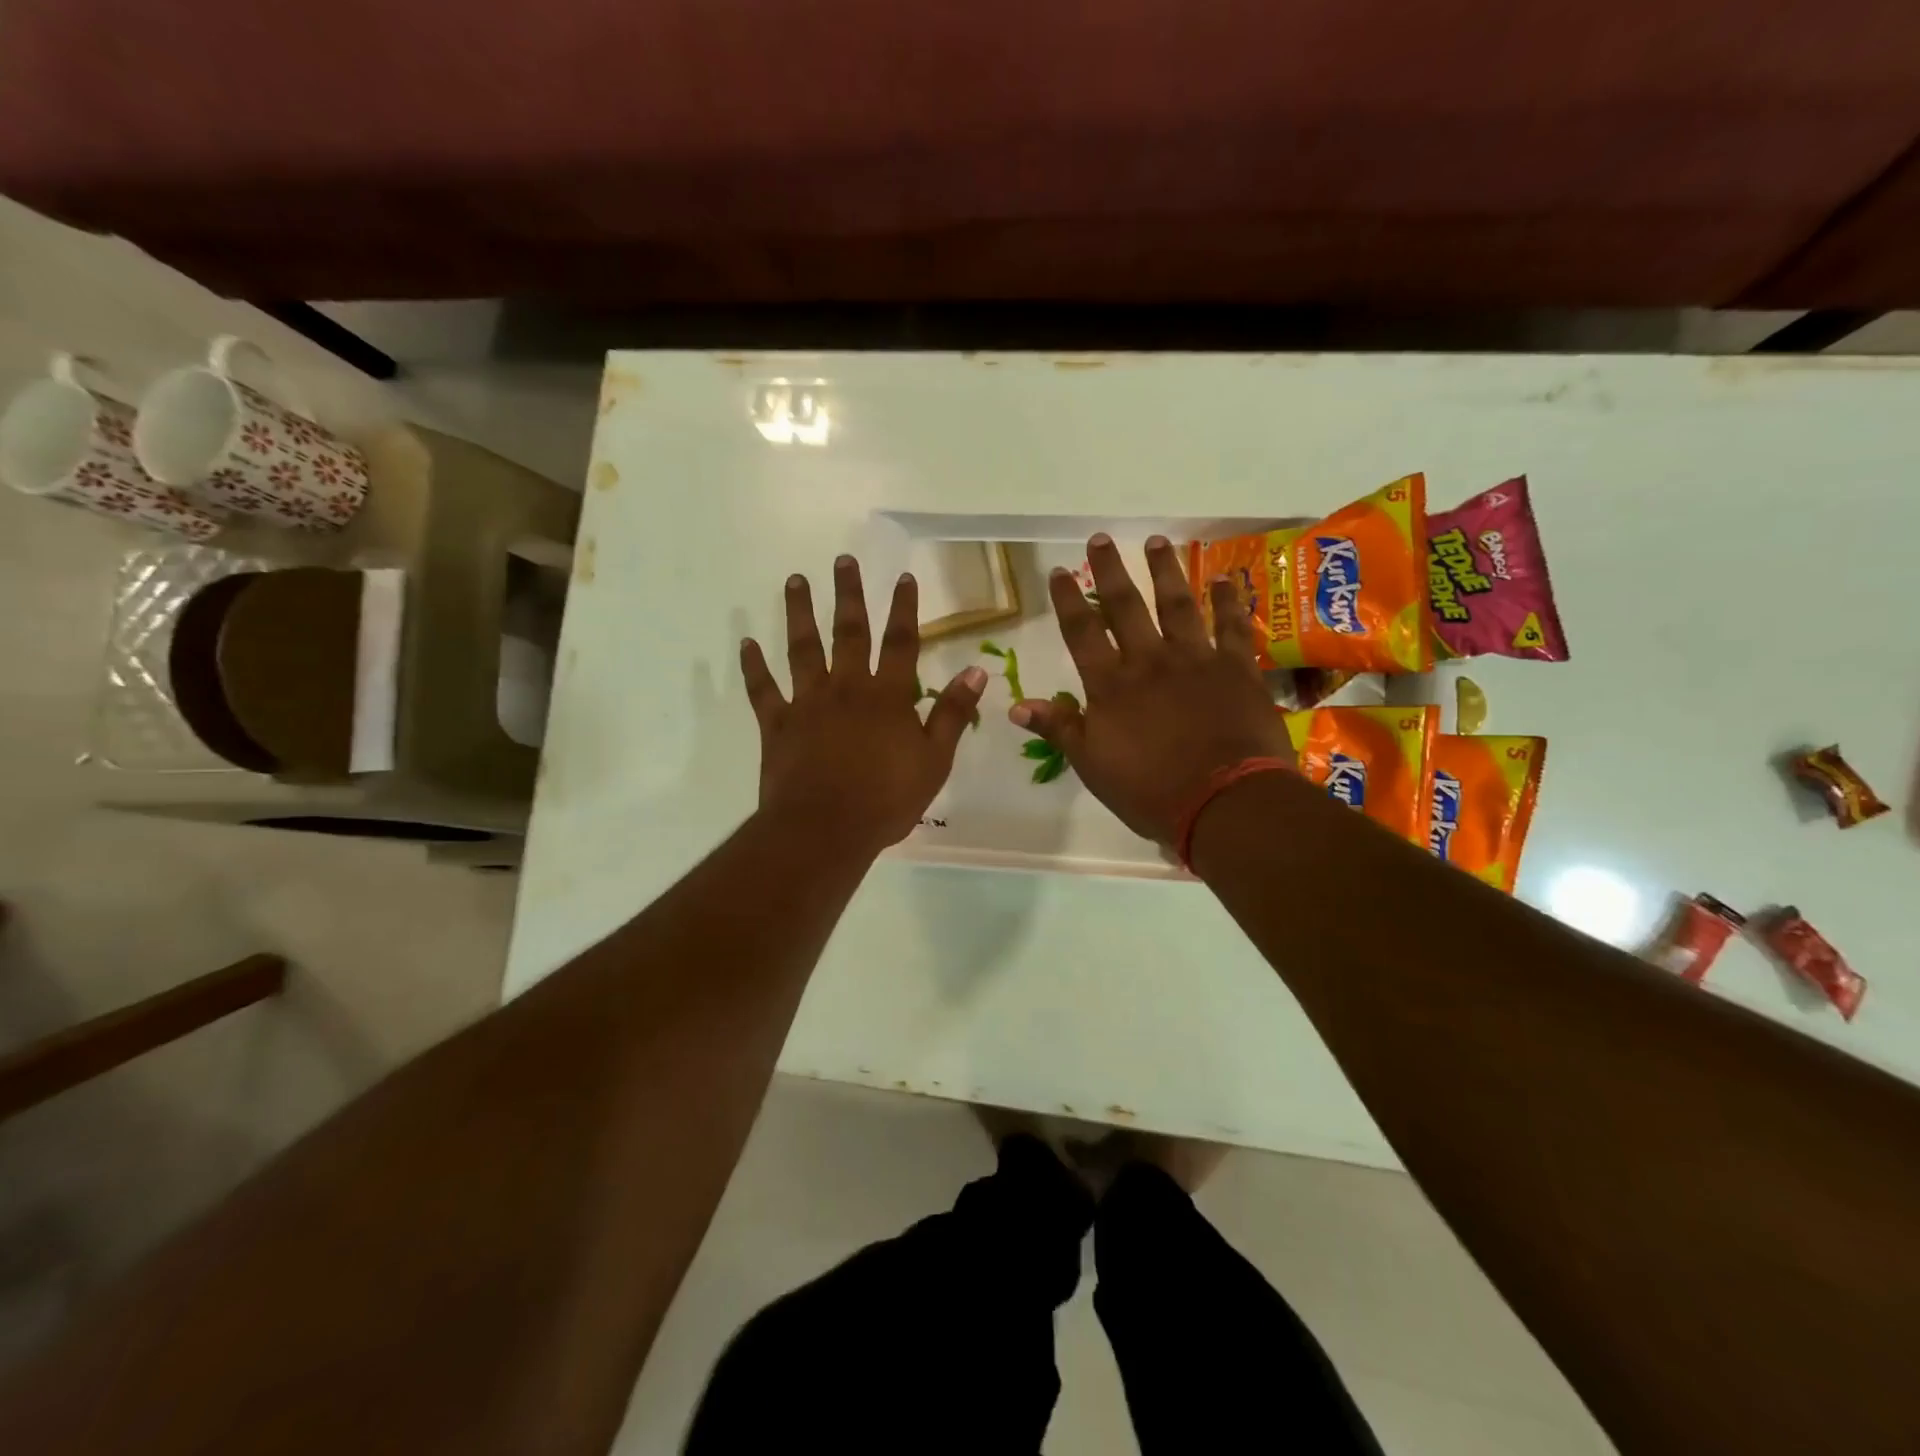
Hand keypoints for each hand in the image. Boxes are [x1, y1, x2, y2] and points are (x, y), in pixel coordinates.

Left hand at [741, 554, 987, 855]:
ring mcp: (808, 703)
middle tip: (841, 560)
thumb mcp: (934, 761)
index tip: (903, 577)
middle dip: (848, 595)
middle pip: (849, 632)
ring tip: (795, 580)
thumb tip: (977, 670)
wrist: (825, 829)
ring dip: (799, 613)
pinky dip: (754, 666)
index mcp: (888, 697)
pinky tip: (747, 643)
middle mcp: (847, 688)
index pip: (901, 643)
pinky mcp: (777, 724)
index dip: (904, 609)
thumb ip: (952, 713)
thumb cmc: (887, 800)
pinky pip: (763, 690)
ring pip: (802, 649)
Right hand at [1011, 534, 1291, 844]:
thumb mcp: (1092, 765)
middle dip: (1111, 571)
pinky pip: (1233, 626)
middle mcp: (1150, 661)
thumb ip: (1059, 728)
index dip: (1068, 601)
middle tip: (1101, 538)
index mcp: (1111, 685)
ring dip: (1165, 571)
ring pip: (1178, 604)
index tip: (1060, 571)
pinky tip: (1226, 579)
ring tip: (1156, 542)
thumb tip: (1016, 706)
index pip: (1082, 633)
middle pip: (1126, 606)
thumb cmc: (1150, 791)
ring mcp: (1196, 660)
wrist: (1224, 802)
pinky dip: (1230, 601)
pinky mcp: (1237, 669)